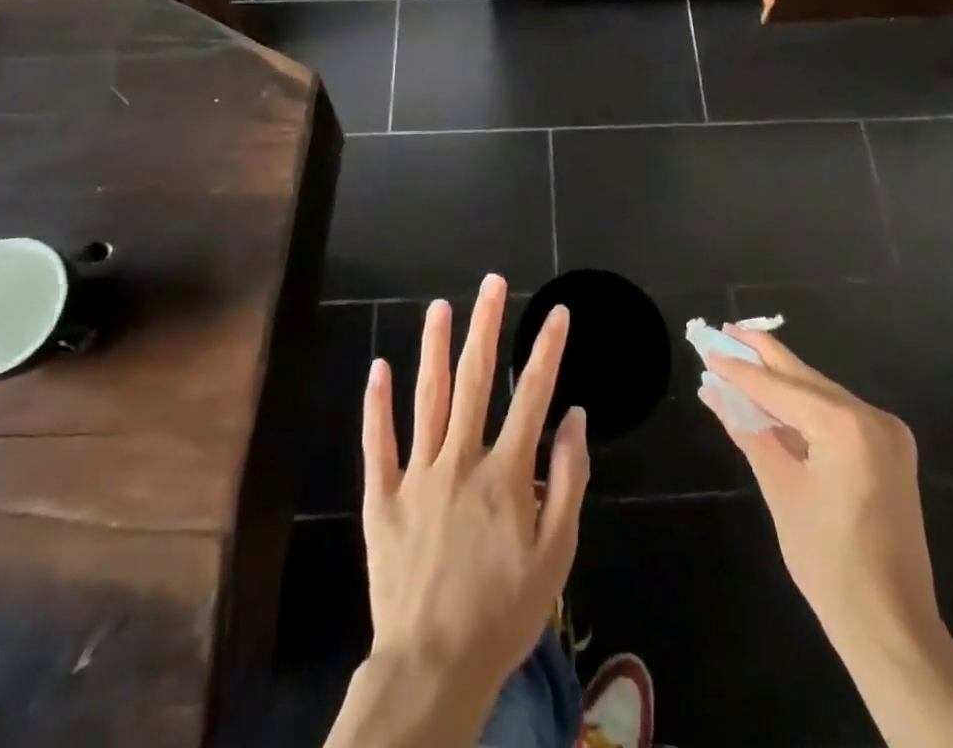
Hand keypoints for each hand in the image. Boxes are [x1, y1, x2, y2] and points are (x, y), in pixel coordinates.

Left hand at [328, 274, 589, 747]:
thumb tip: (575, 417)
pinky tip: (379, 367)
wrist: (433, 668)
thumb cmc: (504, 612)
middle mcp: (460, 460)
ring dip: (434, 347)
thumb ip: (569, 480)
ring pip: (426, 397)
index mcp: (506, 473)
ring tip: (440, 306)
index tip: (558, 312)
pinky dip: (377, 404)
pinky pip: (378, 443)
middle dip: (485, 325)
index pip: (533, 395)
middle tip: (492, 283)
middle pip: (474, 379)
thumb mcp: (556, 554)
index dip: (547, 350)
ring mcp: (417, 475)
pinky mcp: (382, 498)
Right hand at [701, 329, 952, 747]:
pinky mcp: (890, 448)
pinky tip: (774, 400)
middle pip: (803, 378)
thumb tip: (713, 391)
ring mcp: (886, 431)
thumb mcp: (780, 490)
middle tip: (725, 331)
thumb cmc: (828, 562)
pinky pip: (837, 414)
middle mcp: (870, 416)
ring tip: (741, 360)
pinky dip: (804, 407)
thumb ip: (748, 430)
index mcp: (844, 425)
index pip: (777, 386)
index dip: (739, 368)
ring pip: (820, 393)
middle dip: (763, 357)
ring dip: (781, 382)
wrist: (892, 626)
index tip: (707, 345)